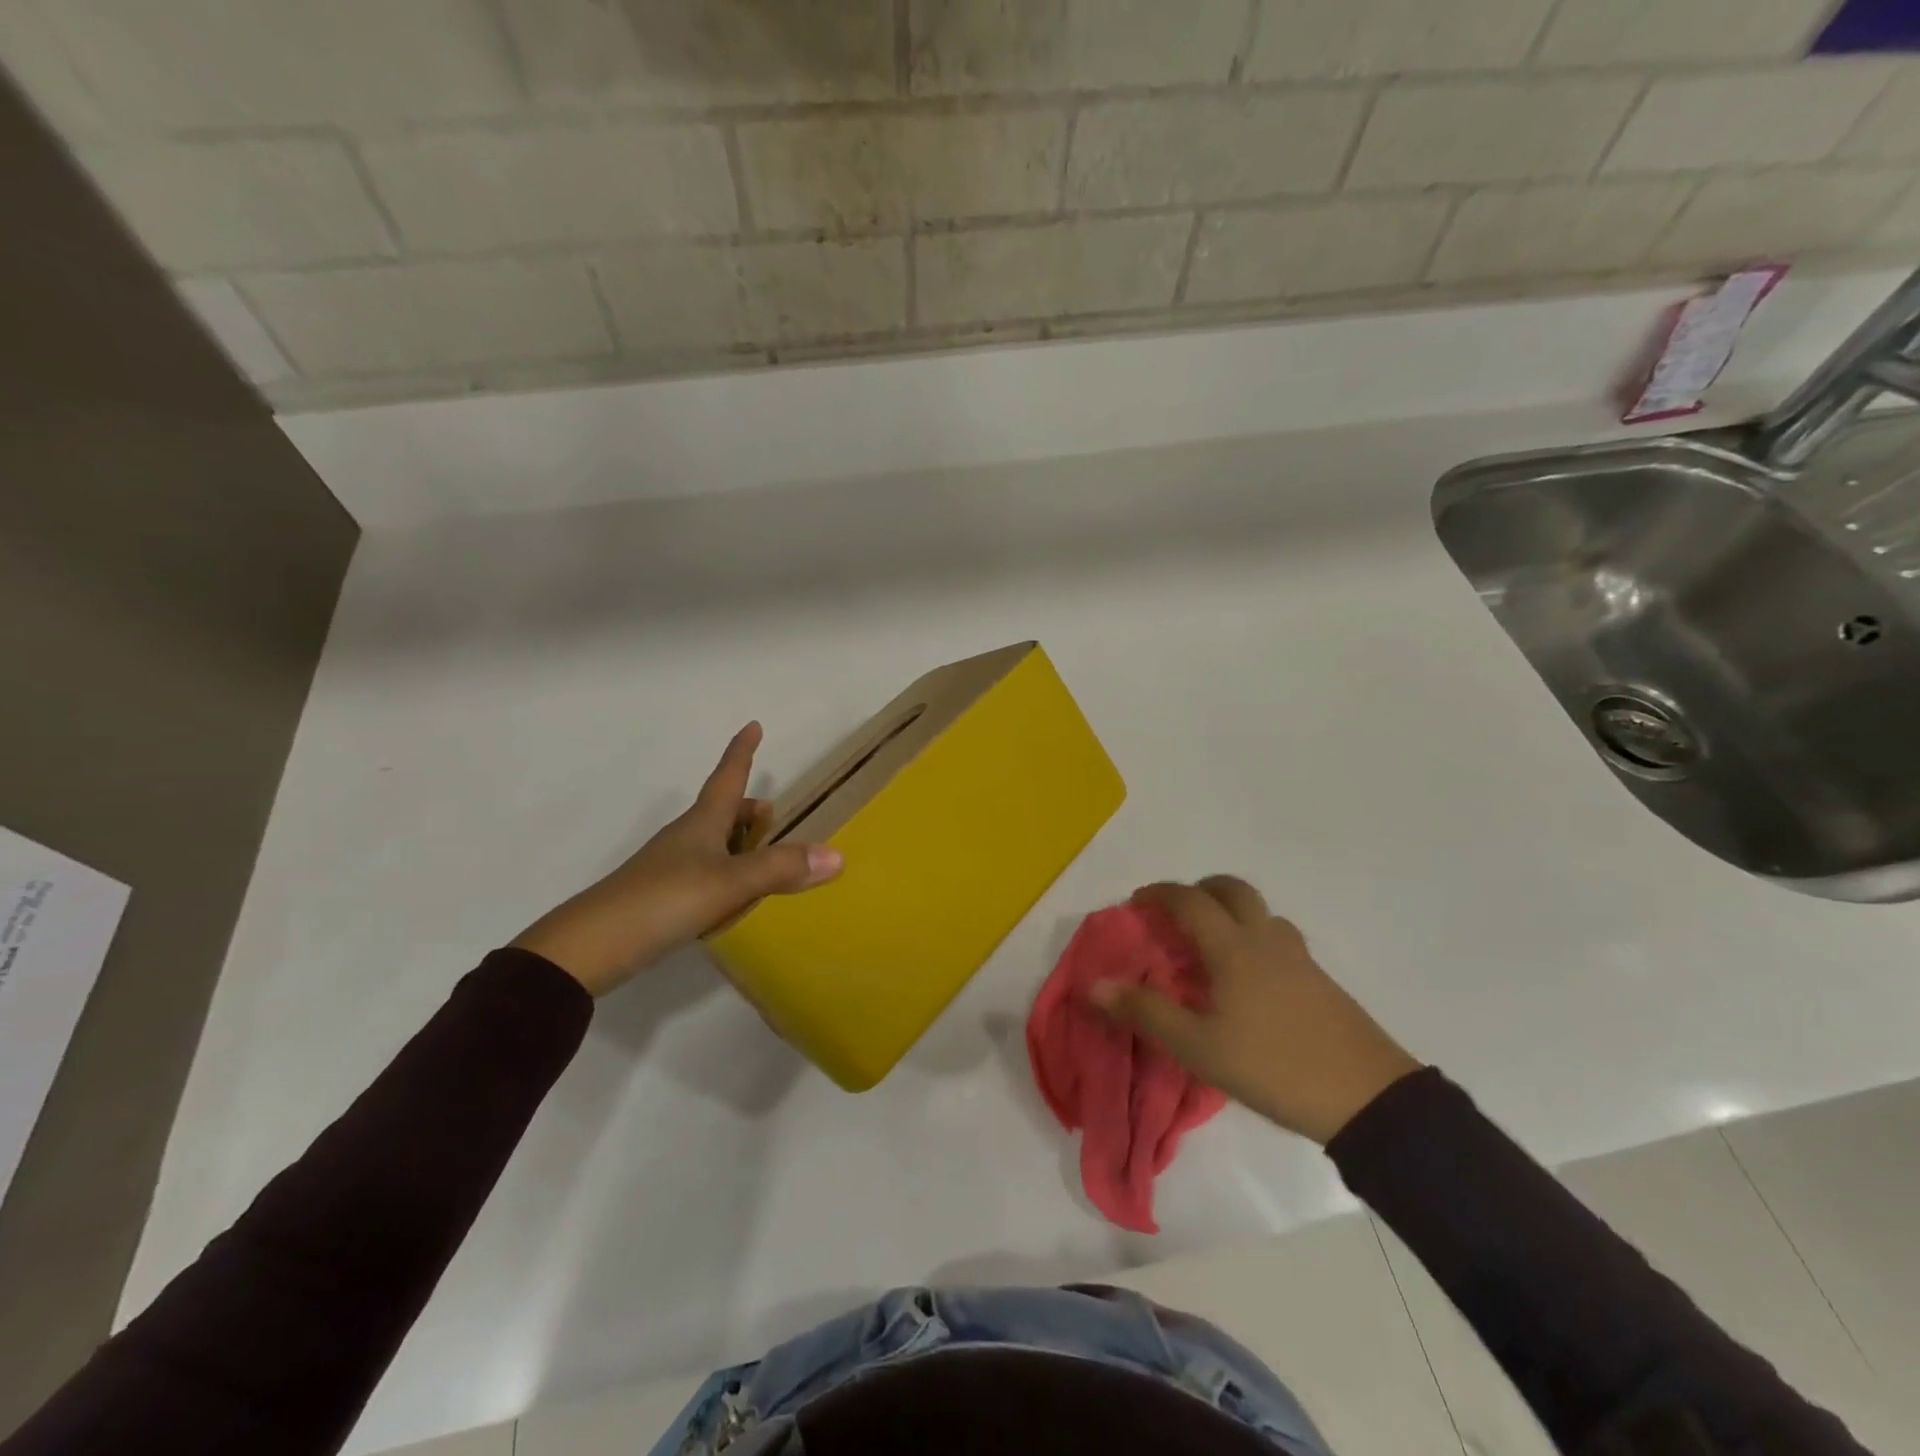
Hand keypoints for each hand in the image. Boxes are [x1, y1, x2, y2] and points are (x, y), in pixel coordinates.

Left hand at [513, 723, 842, 996]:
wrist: (589, 949)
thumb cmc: (662, 901)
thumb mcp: (728, 884)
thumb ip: (780, 869)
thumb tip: (837, 855)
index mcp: (701, 824)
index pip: (727, 777)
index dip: (742, 752)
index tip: (752, 725)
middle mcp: (685, 838)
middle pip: (721, 810)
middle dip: (747, 807)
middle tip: (772, 814)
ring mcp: (670, 868)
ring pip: (713, 842)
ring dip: (739, 842)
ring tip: (764, 857)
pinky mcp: (661, 898)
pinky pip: (705, 872)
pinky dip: (727, 874)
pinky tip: (734, 898)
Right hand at [1090, 878, 1420, 1144]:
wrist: (1367, 1097)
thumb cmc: (1272, 1065)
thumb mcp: (1197, 1046)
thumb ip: (1145, 1011)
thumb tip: (1094, 985)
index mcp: (1233, 947)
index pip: (1190, 900)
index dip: (1160, 894)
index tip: (1137, 903)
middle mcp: (1265, 939)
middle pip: (1232, 890)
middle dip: (1199, 889)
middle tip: (1176, 912)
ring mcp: (1299, 958)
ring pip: (1260, 912)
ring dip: (1231, 912)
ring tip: (1211, 945)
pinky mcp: (1320, 981)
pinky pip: (1278, 938)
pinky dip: (1253, 937)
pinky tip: (1248, 979)